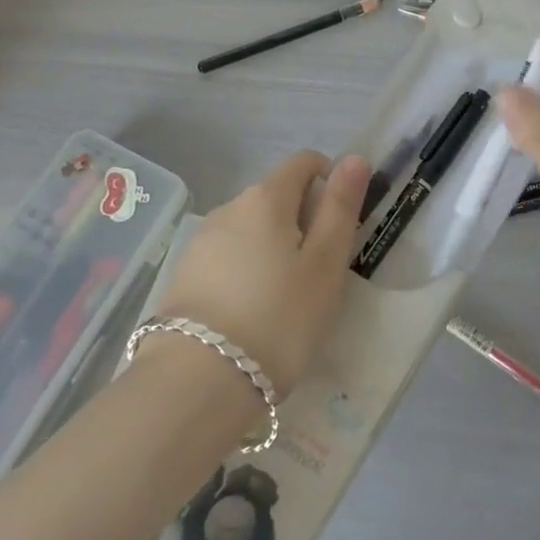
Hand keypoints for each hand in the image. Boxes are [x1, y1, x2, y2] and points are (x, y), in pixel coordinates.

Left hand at [154, 150, 370, 394]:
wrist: (197, 381)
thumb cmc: (278, 318)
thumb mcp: (325, 265)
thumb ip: (340, 207)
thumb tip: (354, 158)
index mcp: (267, 197)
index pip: (304, 162)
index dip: (329, 179)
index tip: (341, 223)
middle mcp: (230, 207)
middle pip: (277, 195)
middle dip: (303, 220)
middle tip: (320, 272)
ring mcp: (202, 240)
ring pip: (251, 228)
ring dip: (274, 246)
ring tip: (286, 299)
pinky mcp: (184, 274)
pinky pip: (228, 256)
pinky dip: (248, 269)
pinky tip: (252, 312)